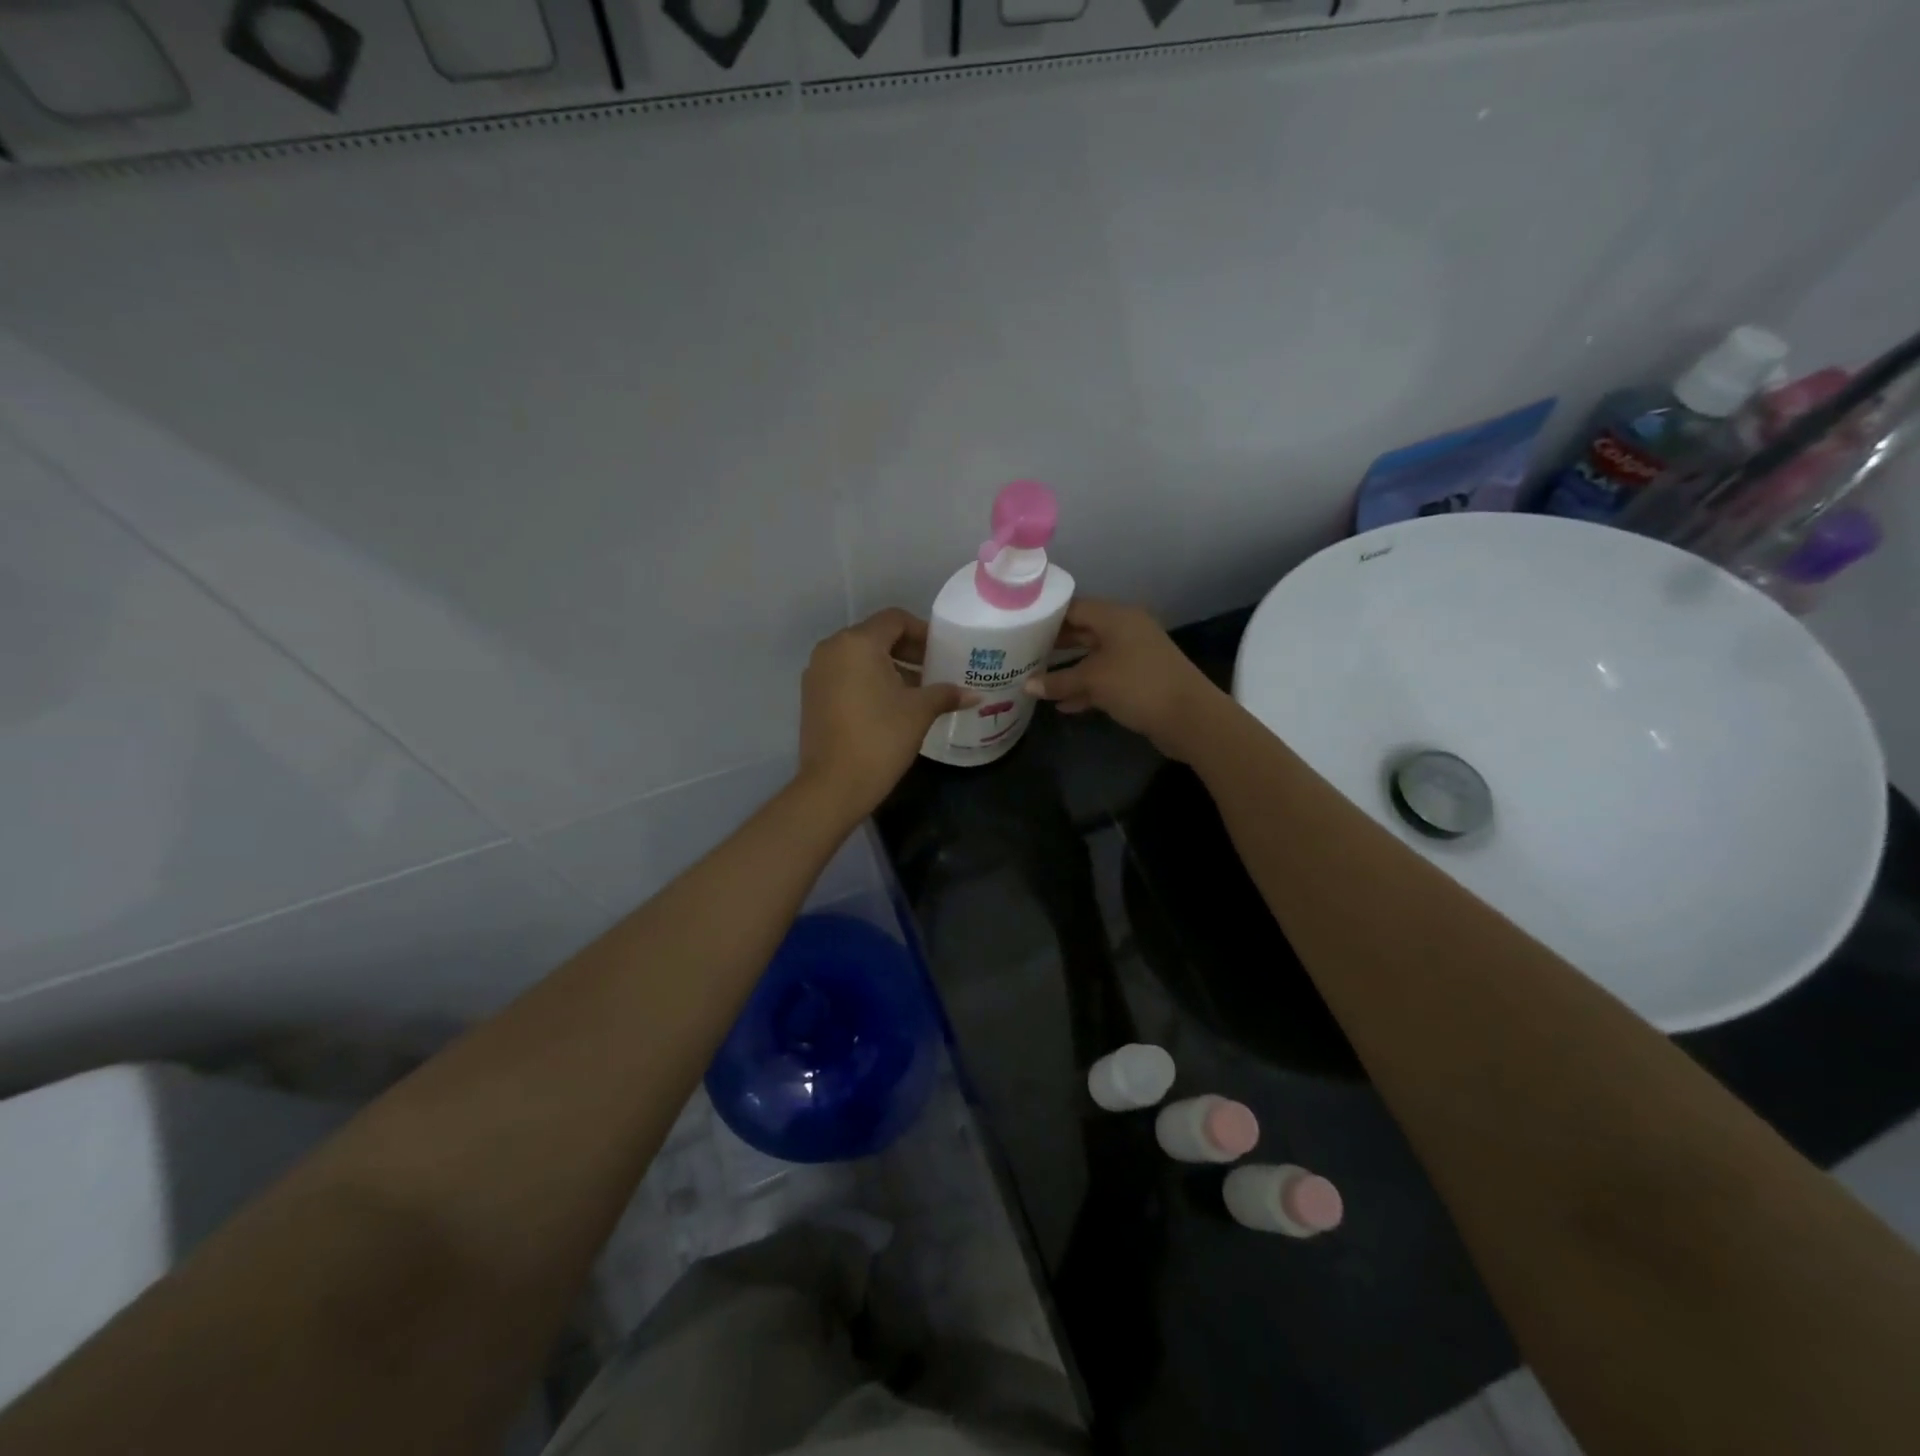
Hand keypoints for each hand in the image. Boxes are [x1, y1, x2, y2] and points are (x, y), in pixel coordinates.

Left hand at [798, 609, 968, 819]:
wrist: (834, 785)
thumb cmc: (881, 738)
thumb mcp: (919, 712)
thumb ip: (945, 694)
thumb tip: (974, 694)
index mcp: (858, 643)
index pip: (895, 620)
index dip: (922, 631)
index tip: (942, 651)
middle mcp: (832, 649)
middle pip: (875, 636)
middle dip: (906, 650)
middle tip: (934, 669)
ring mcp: (817, 672)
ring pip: (858, 657)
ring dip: (888, 666)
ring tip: (916, 690)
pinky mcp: (811, 696)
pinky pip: (844, 675)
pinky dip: (867, 680)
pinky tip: (889, 705)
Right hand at [1023, 598, 1226, 759]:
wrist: (1189, 717)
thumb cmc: (1137, 685)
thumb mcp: (1092, 681)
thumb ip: (1058, 681)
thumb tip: (1027, 685)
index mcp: (1116, 617)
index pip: (1074, 607)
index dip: (1047, 616)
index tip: (1021, 626)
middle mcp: (1126, 630)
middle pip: (1083, 631)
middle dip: (1054, 644)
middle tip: (1023, 652)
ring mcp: (1134, 656)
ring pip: (1093, 657)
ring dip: (1068, 670)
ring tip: (1036, 679)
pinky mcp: (1139, 680)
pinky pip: (1104, 679)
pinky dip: (1085, 688)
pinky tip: (1062, 705)